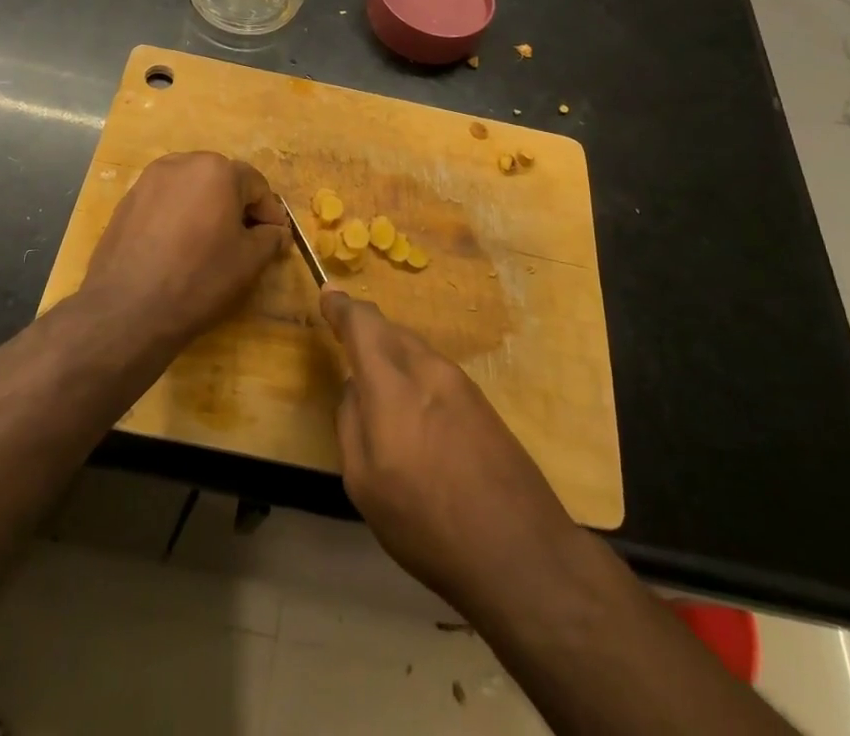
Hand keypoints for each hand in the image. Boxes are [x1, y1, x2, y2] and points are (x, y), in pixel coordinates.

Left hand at [79, 152, 287, 350]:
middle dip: (237, 206)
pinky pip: (164, 202)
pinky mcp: (126, 201)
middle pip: (221, 180)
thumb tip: (275, 231)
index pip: (255, 184)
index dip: (269, 212)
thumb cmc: (199, 278)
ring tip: (209, 243)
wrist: (127, 309)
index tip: (275, 238)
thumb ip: (270, 238)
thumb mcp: (249, 262)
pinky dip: (178, 216)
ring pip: (190, 188)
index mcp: (217, 170)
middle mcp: (182, 163)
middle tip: (245, 240)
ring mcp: (148, 180)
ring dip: (206, 208)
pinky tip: (177, 248)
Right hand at [321, 289, 580, 613]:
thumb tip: (355, 388)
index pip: (362, 323)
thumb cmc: (427, 524)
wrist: (522, 553)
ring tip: (380, 389)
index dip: (341, 307)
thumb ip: (351, 422)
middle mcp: (428, 369)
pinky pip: (436, 371)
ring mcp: (461, 383)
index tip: (328, 295)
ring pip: (415, 349)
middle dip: (365, 332)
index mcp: (392, 384)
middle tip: (347, 347)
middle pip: (390, 330)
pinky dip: (415, 375)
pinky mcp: (483, 403)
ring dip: (392, 355)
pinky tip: (416, 414)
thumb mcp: (364, 484)